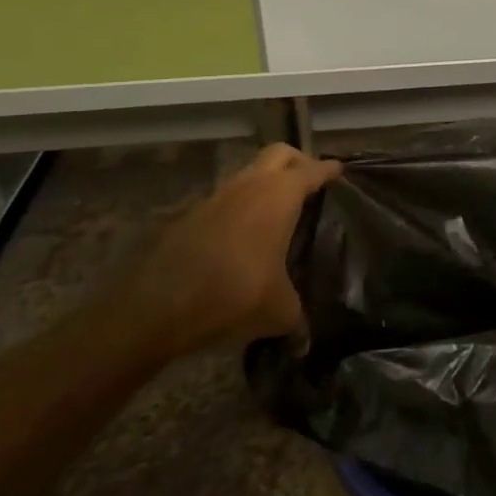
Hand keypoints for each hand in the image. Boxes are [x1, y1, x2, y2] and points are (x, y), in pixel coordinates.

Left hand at [114, 144, 341, 358]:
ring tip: (276, 214)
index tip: (339, 171)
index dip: (328, 170)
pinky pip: (224, 201)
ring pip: (247, 175)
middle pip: (279, 154)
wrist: (156, 306)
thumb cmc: (234, 295)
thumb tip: (304, 341)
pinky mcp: (188, 215)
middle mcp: (249, 186)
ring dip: (263, 185)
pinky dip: (238, 210)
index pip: (312, 171)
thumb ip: (298, 320)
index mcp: (279, 196)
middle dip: (297, 162)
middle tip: (310, 183)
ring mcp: (216, 197)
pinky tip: (241, 239)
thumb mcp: (278, 312)